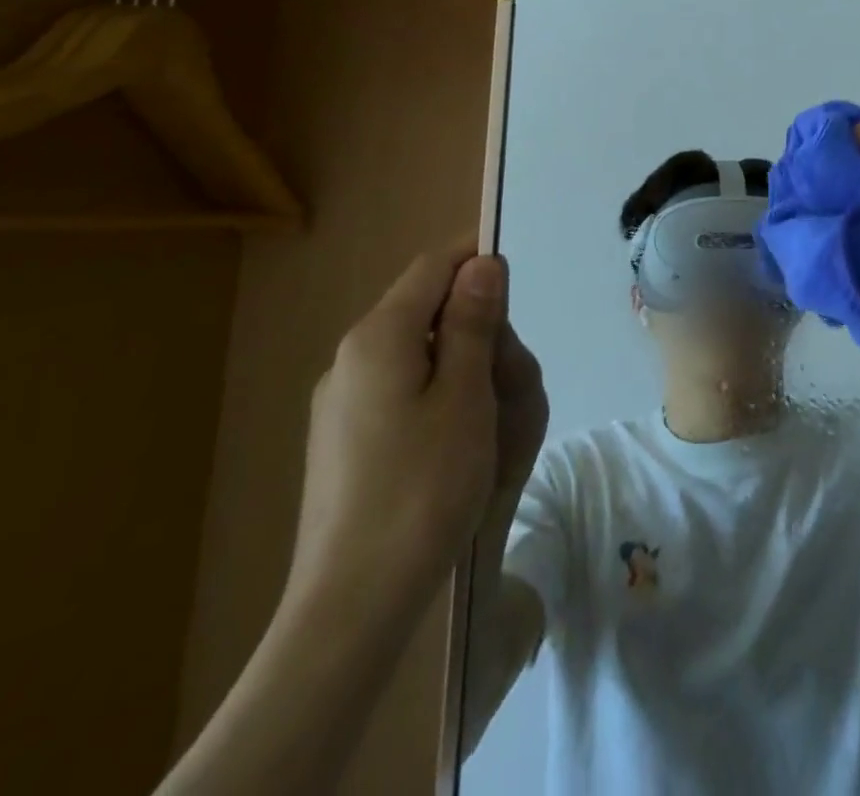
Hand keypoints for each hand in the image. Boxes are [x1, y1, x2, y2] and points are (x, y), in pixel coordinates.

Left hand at [288, 248, 539, 610]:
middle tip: (513, 368)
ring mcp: (340, 402)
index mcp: (378, 337)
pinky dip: (437, 391)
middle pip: (423, 307)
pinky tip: (457, 437)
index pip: (432, 266)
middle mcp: (350, 358)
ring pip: (414, 351)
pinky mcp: (342, 440)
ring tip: (492, 410)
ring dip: (461, 359)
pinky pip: (399, 389)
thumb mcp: (465, 395)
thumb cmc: (423, 487)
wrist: (353, 602)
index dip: (476, 256)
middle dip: (476, 320)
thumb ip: (472, 322)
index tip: (519, 276)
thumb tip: (482, 263)